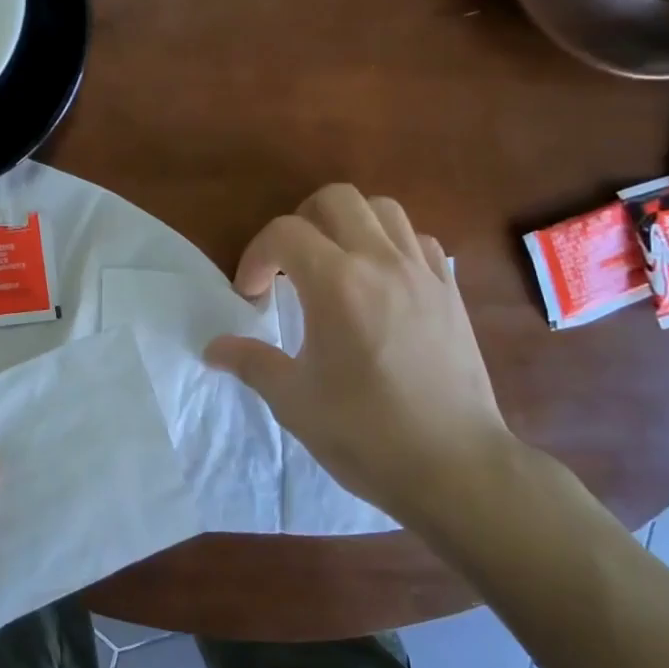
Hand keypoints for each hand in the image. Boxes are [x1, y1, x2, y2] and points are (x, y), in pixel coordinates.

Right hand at [204, 184, 519, 532]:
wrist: (455, 468)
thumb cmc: (365, 433)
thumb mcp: (293, 400)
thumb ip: (250, 361)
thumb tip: (213, 349)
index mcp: (337, 284)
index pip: (284, 233)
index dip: (256, 256)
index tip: (252, 296)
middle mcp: (381, 262)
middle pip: (335, 199)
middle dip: (300, 222)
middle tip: (289, 266)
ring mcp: (423, 273)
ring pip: (383, 209)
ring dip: (348, 225)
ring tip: (335, 265)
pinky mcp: (451, 292)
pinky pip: (419, 241)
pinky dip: (392, 246)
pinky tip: (380, 283)